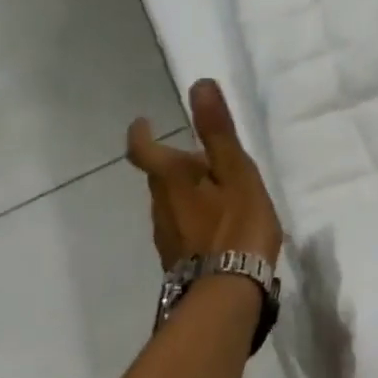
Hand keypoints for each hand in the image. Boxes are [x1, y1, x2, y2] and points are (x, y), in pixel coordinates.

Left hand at [127, 79, 282, 269]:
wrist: (228, 293)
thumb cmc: (236, 226)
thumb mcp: (236, 171)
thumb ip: (217, 130)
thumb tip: (199, 84)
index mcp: (172, 178)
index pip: (143, 149)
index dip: (140, 134)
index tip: (143, 122)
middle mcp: (159, 205)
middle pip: (159, 177)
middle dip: (175, 163)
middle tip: (206, 159)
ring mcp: (165, 236)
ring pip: (169, 203)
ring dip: (186, 192)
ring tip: (218, 193)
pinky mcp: (177, 260)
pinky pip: (180, 228)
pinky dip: (193, 218)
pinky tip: (218, 228)